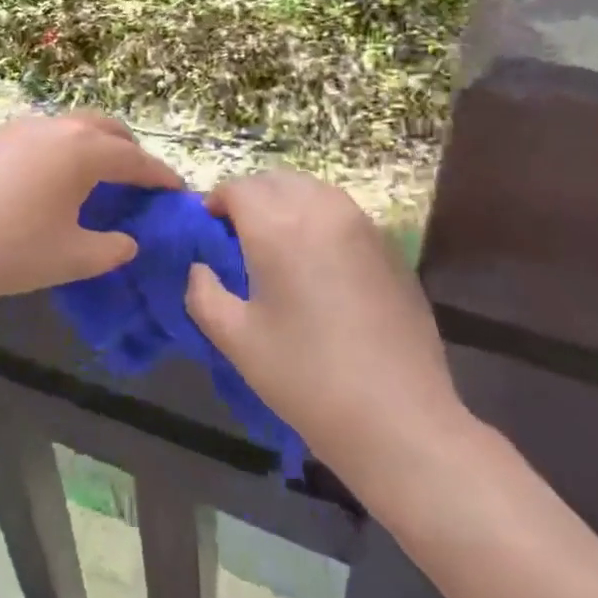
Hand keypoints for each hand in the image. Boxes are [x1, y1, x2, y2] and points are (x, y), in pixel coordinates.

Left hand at [0, 110, 182, 317]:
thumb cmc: (8, 252)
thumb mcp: (71, 258)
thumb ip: (111, 248)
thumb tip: (129, 240)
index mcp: (82, 150)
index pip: (134, 159)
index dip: (160, 176)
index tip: (179, 190)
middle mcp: (55, 127)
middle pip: (106, 129)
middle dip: (130, 151)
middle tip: (141, 182)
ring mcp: (20, 129)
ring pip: (73, 127)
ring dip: (96, 146)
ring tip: (102, 179)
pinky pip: (46, 136)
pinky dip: (66, 150)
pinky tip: (57, 181)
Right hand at [185, 171, 471, 493]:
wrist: (397, 418)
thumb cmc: (305, 378)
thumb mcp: (236, 340)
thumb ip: (203, 293)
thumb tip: (200, 268)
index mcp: (278, 227)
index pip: (239, 188)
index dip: (217, 201)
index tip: (209, 229)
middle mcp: (322, 211)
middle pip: (277, 180)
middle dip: (251, 197)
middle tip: (239, 235)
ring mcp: (363, 226)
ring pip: (314, 190)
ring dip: (287, 202)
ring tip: (279, 243)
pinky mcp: (391, 247)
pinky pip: (344, 213)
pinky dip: (320, 218)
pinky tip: (319, 261)